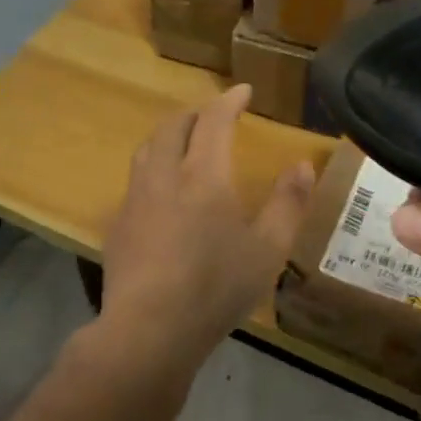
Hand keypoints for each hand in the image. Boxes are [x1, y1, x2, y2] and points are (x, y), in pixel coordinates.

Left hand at [95, 84, 315, 385]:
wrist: (149, 329)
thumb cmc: (216, 288)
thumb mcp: (268, 250)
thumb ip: (288, 203)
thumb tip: (303, 164)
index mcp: (203, 175)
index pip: (213, 120)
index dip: (229, 100)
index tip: (243, 91)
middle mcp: (164, 175)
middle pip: (173, 126)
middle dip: (195, 113)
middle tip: (214, 115)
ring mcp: (135, 199)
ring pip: (147, 149)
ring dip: (168, 135)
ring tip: (184, 143)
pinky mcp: (117, 225)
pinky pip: (135, 181)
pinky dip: (153, 168)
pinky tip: (161, 193)